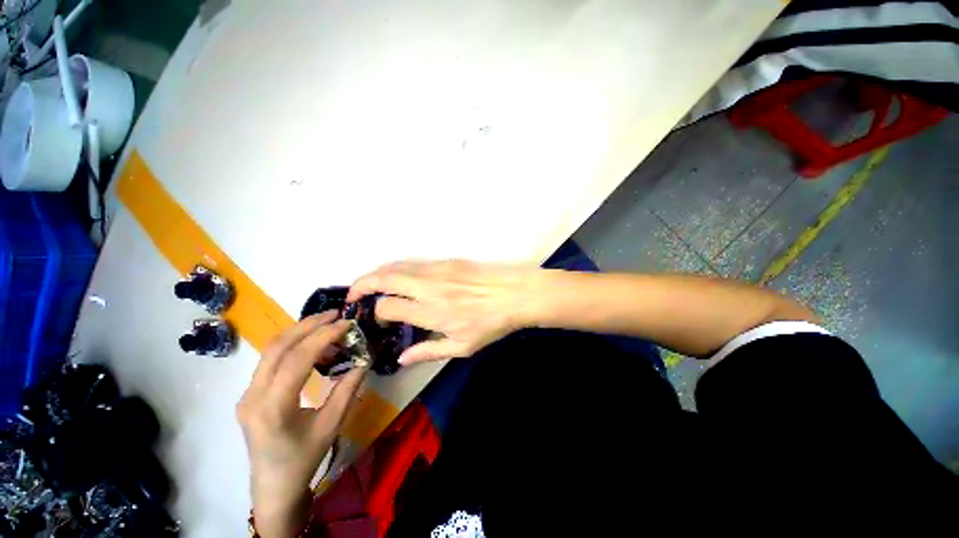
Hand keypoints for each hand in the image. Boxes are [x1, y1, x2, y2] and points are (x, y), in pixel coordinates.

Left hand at [237, 312, 367, 537]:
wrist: (273, 486)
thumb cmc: (304, 458)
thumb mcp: (331, 425)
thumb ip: (347, 389)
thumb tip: (364, 360)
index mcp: (272, 408)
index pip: (297, 359)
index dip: (324, 336)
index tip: (346, 323)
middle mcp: (252, 396)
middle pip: (277, 347)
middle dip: (308, 324)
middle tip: (335, 314)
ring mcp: (247, 394)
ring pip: (271, 350)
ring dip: (300, 332)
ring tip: (327, 325)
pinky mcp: (250, 393)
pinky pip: (271, 360)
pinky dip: (293, 346)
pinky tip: (312, 346)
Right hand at [346, 260, 540, 363]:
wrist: (515, 293)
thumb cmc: (491, 323)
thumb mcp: (462, 347)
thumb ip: (428, 351)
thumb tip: (401, 359)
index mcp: (430, 312)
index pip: (387, 306)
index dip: (376, 313)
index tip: (378, 319)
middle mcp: (427, 287)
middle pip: (383, 278)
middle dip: (361, 284)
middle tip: (353, 295)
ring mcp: (437, 270)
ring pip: (396, 265)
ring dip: (378, 273)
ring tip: (370, 284)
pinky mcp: (447, 261)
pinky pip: (414, 262)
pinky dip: (398, 267)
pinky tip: (400, 276)